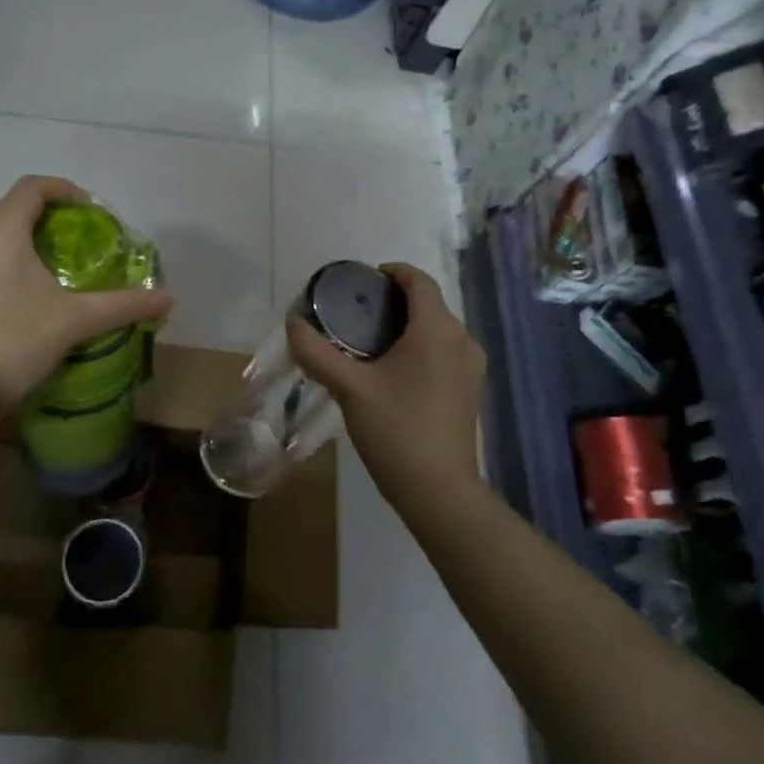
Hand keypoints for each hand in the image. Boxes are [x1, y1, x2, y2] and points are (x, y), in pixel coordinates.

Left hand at [0, 176, 172, 418]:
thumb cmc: (15, 340)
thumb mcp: (75, 321)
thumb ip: (122, 305)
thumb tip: (167, 297)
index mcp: (1, 230)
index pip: (32, 188)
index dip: (62, 190)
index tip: (86, 209)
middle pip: (7, 207)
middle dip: (39, 214)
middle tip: (68, 239)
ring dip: (15, 237)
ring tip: (42, 265)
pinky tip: (14, 290)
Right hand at [287, 263, 484, 501]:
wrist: (439, 491)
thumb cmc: (395, 430)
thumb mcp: (349, 388)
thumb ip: (317, 352)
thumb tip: (292, 322)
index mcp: (437, 330)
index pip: (418, 280)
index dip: (391, 272)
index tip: (361, 281)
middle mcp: (462, 340)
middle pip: (429, 303)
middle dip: (394, 301)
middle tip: (355, 313)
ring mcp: (472, 366)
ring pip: (437, 329)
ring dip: (407, 325)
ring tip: (369, 341)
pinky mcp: (471, 389)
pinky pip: (444, 351)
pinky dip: (420, 347)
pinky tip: (394, 370)